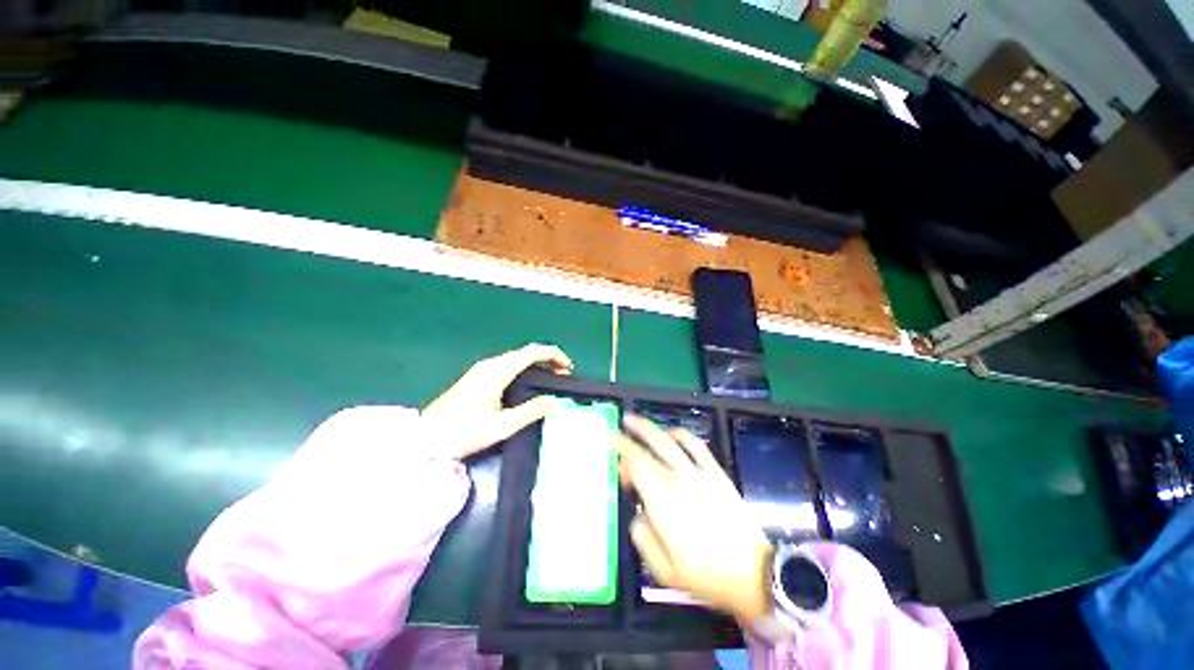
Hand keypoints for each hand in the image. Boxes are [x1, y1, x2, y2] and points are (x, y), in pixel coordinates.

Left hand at [423, 343, 572, 460]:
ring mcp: (481, 369)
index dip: (554, 355)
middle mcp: (491, 364)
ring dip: (536, 364)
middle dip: (548, 359)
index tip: (568, 368)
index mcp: (498, 371)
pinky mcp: (476, 377)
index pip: (533, 352)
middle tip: (563, 376)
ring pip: (516, 358)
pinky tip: (528, 383)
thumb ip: (531, 411)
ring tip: (550, 379)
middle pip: (525, 352)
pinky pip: (507, 365)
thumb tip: (554, 401)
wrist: (425, 438)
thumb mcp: (502, 426)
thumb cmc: (464, 432)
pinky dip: (524, 368)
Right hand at [618, 416, 773, 623]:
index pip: (636, 465)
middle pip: (651, 447)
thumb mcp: (663, 570)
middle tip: (622, 422)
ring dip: (653, 429)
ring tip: (640, 422)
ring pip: (671, 441)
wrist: (752, 574)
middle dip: (633, 432)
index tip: (611, 443)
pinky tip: (673, 434)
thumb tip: (638, 513)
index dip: (621, 451)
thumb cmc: (704, 575)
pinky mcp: (717, 473)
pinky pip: (697, 446)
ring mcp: (699, 473)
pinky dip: (682, 435)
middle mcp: (678, 479)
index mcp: (661, 501)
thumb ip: (643, 537)